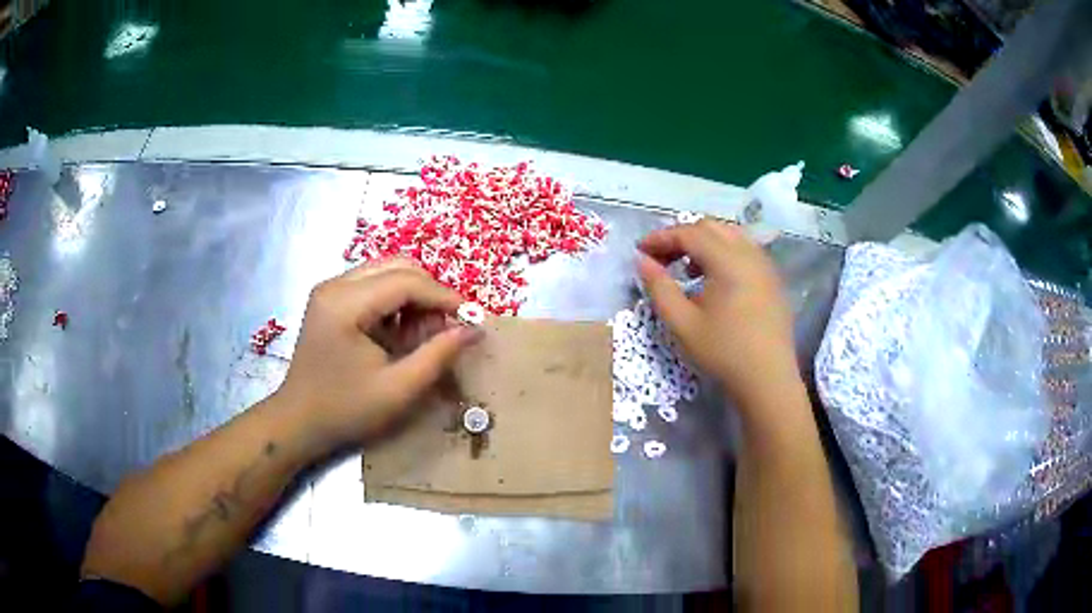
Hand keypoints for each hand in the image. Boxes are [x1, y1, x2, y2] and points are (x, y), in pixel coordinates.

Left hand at [273, 259, 481, 451]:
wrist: (298, 421)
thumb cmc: (345, 410)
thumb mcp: (398, 389)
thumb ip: (438, 355)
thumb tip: (474, 329)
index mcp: (345, 303)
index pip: (406, 281)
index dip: (444, 297)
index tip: (472, 318)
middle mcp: (335, 284)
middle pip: (398, 266)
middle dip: (430, 293)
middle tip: (446, 328)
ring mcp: (330, 289)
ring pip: (387, 271)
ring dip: (414, 297)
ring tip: (423, 334)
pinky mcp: (331, 299)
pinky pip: (374, 285)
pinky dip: (396, 303)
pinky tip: (399, 333)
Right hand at [637, 220, 799, 410]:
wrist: (767, 380)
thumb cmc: (723, 353)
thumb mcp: (682, 324)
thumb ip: (659, 287)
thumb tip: (641, 261)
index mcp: (728, 261)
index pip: (689, 233)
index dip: (661, 238)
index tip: (640, 252)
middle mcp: (749, 254)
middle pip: (711, 227)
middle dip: (682, 236)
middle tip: (661, 259)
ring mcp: (765, 265)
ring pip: (730, 235)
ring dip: (703, 243)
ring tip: (686, 269)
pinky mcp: (772, 279)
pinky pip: (744, 251)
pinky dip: (723, 253)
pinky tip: (714, 281)